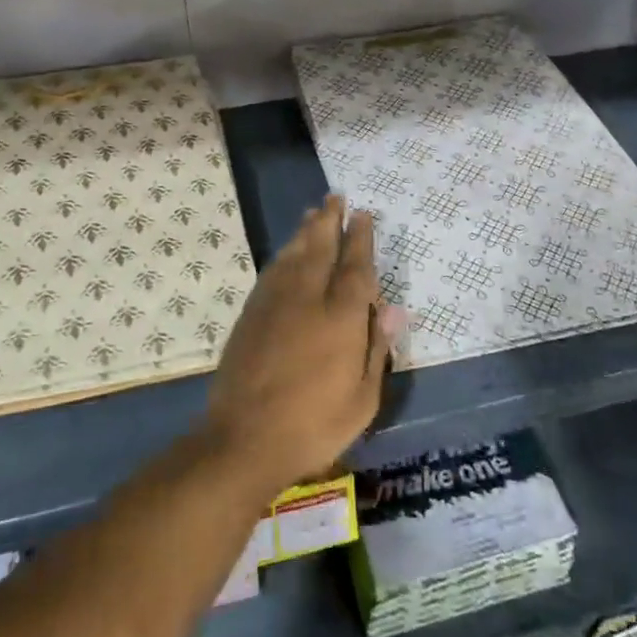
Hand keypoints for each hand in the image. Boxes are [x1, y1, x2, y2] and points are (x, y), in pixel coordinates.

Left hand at [204, 196, 405, 493]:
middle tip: (335, 196)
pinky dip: (284, 254)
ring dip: (305, 230)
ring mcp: (275, 302)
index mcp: (341, 316)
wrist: (243, 439)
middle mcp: (308, 298)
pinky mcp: (251, 313)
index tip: (363, 213)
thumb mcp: (362, 399)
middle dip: (330, 220)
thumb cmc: (313, 425)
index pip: (355, 265)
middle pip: (321, 247)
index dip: (360, 237)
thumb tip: (392, 309)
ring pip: (294, 254)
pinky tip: (287, 251)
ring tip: (313, 212)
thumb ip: (376, 348)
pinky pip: (272, 270)